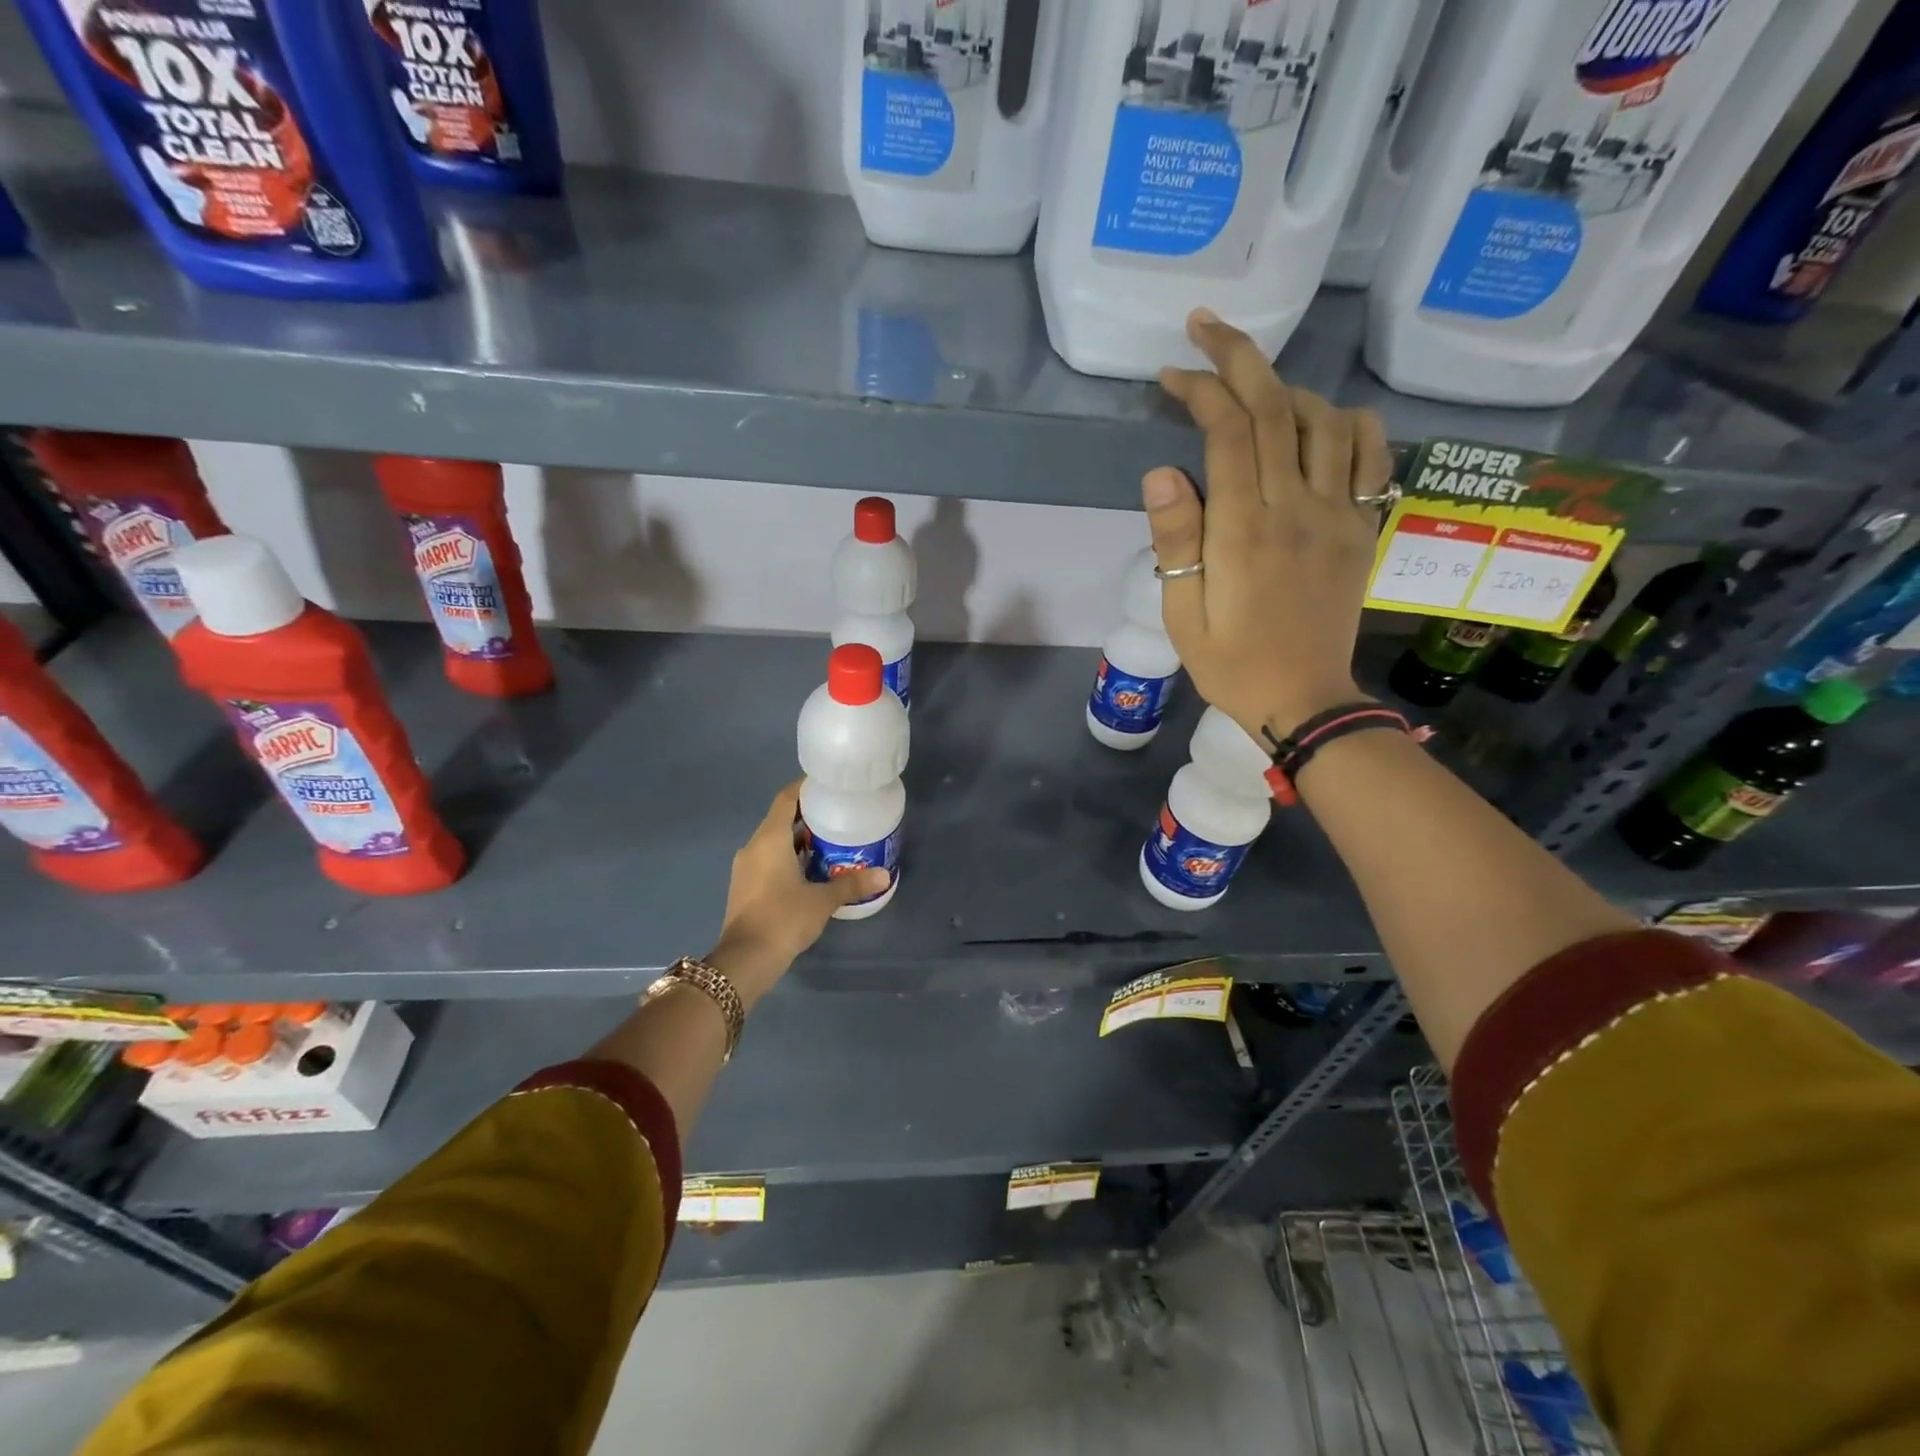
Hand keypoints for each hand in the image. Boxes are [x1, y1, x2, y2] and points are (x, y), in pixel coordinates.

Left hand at [706, 781, 888, 1006]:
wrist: (745, 961)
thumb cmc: (783, 919)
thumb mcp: (822, 900)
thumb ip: (852, 884)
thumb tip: (885, 875)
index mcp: (769, 839)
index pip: (786, 799)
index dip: (806, 788)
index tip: (829, 786)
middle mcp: (754, 847)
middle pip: (781, 819)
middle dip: (809, 815)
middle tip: (839, 814)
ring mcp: (746, 868)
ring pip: (775, 842)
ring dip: (800, 839)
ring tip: (832, 840)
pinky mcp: (746, 887)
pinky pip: (770, 860)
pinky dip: (790, 857)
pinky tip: (813, 869)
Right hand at [1145, 309, 1390, 744]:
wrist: (1304, 700)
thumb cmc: (1231, 663)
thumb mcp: (1183, 614)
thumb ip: (1175, 542)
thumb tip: (1161, 473)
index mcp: (1244, 531)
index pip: (1228, 433)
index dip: (1200, 390)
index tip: (1172, 373)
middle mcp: (1297, 508)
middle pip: (1275, 409)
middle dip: (1239, 357)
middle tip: (1206, 326)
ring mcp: (1340, 514)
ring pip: (1323, 420)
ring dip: (1286, 386)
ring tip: (1253, 382)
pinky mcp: (1364, 527)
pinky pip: (1372, 455)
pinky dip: (1350, 422)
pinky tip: (1324, 419)